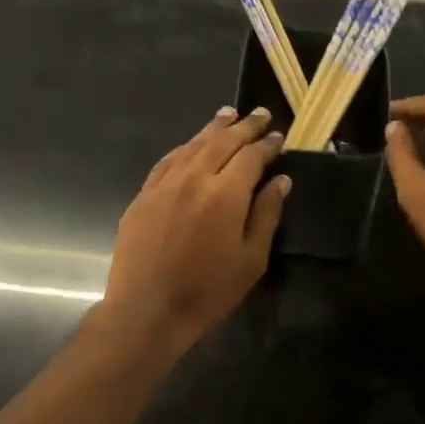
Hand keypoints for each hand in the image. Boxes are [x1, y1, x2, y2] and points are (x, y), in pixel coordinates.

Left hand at [100, 106, 288, 354]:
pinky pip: (167, 162)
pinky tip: (190, 146)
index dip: (267, 144)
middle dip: (243, 126)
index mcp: (225, 193)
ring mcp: (164, 184)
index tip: (278, 136)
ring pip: (192, 146)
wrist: (148, 309)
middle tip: (259, 114)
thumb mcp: (251, 258)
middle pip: (221, 141)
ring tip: (227, 116)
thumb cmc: (209, 290)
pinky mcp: (143, 196)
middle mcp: (194, 178)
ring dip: (212, 129)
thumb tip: (281, 180)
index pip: (251, 156)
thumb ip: (266, 214)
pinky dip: (183, 148)